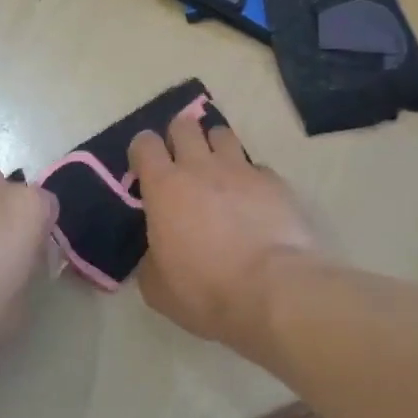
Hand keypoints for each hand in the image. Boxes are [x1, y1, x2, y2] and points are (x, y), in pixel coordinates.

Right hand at [128, 107, 320, 358]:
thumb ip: (150, 258)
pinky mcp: (274, 182)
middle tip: (180, 163)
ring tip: (217, 172)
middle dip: (179, 138)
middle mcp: (200, 167)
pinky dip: (250, 178)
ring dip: (215, 148)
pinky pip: (256, 167)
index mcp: (164, 187)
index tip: (144, 171)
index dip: (142, 152)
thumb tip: (157, 251)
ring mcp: (241, 170)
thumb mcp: (157, 287)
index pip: (145, 144)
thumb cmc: (205, 290)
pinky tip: (253, 201)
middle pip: (184, 125)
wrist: (272, 292)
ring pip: (222, 134)